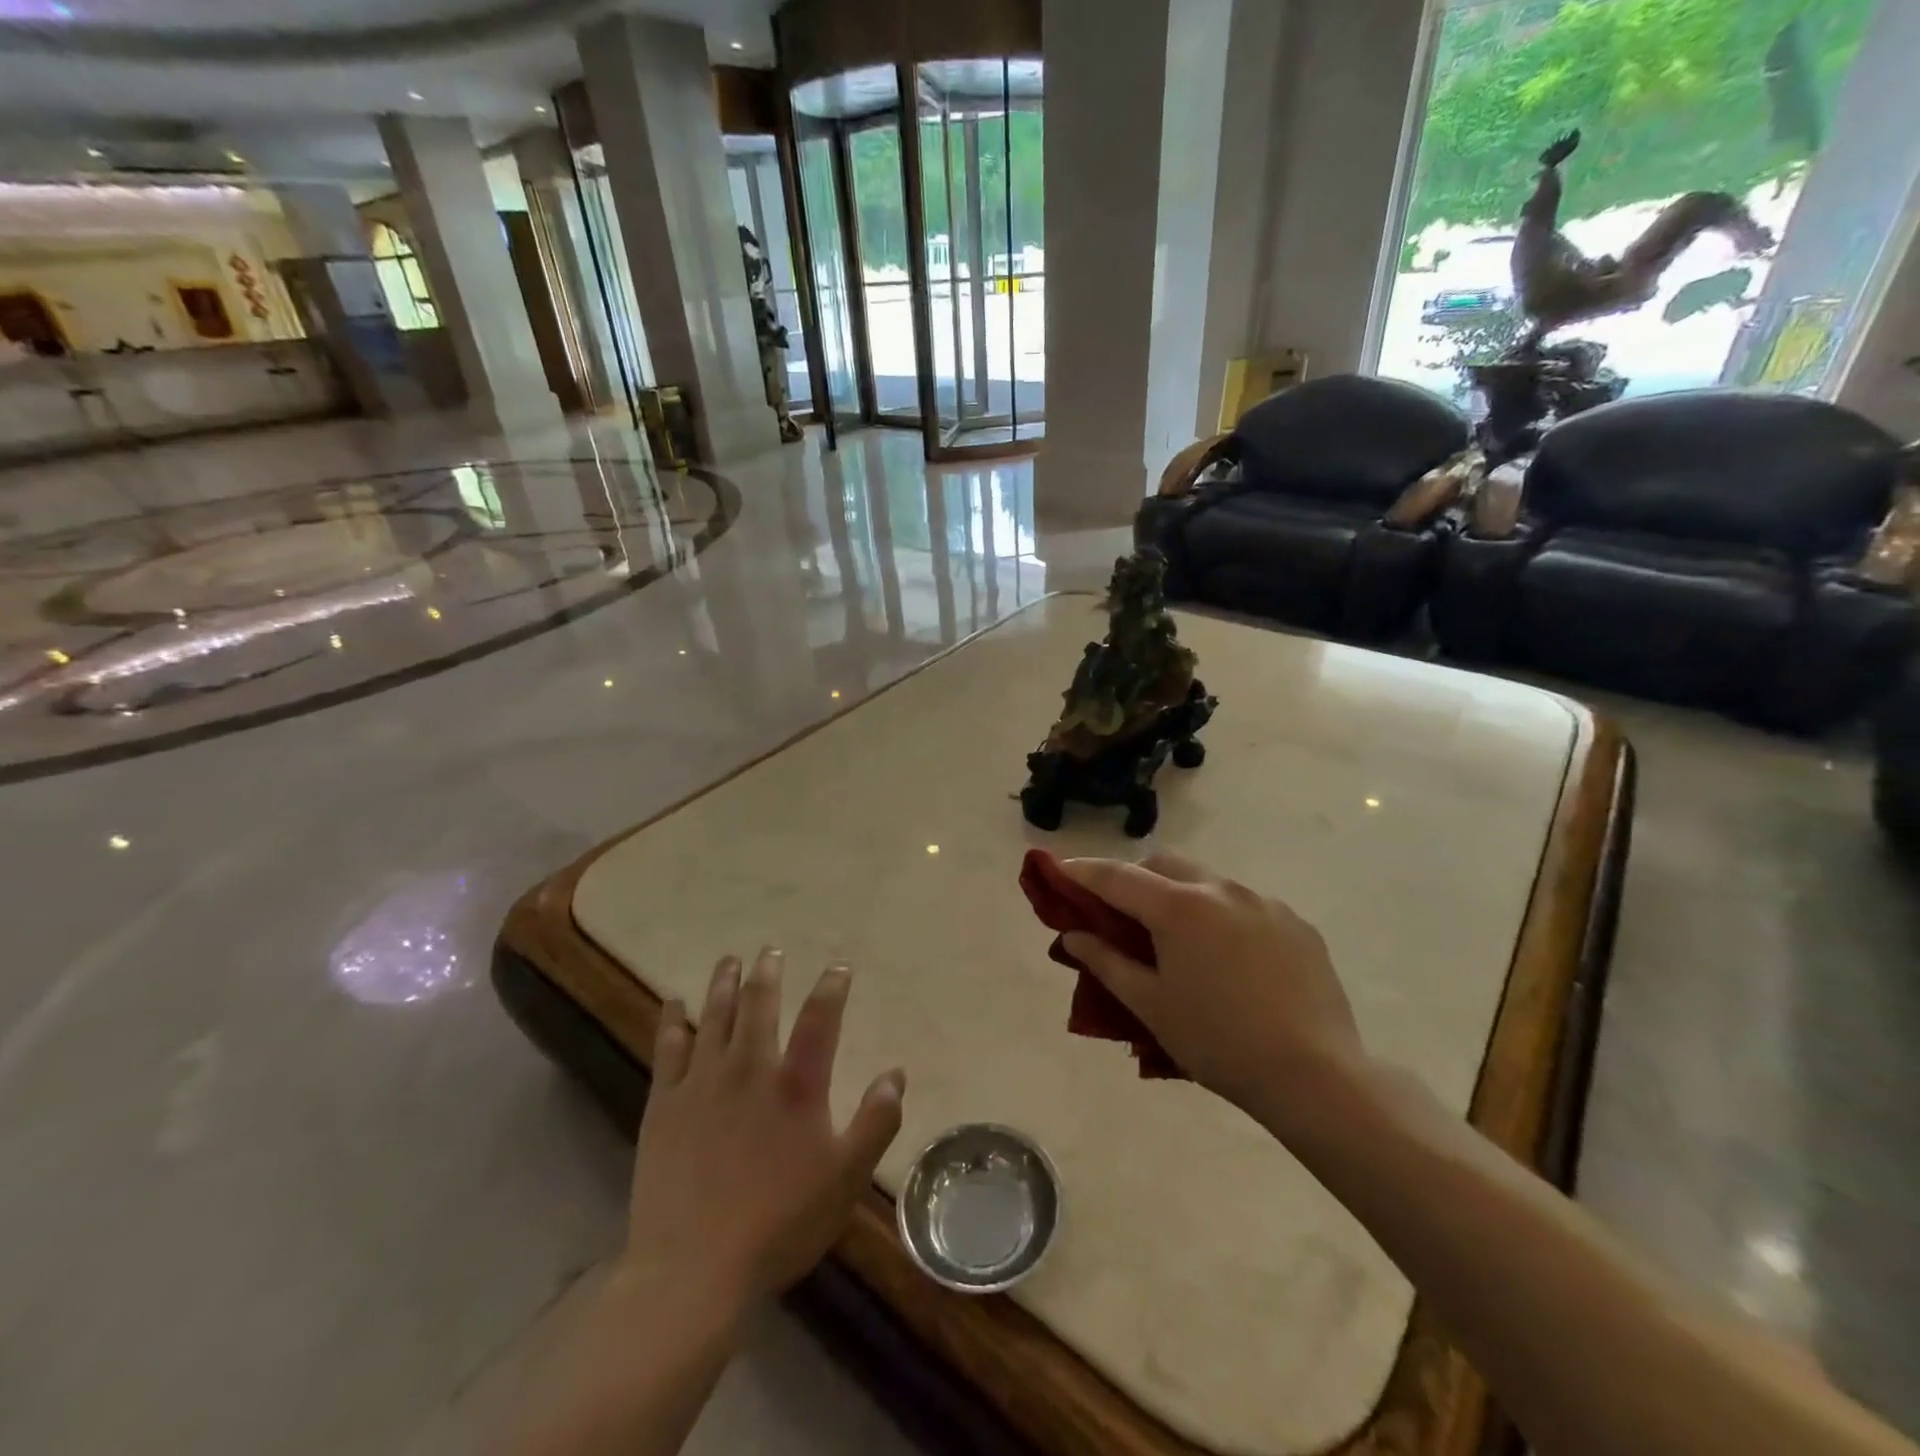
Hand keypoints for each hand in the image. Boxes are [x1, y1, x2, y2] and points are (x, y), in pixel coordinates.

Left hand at [621, 951, 904, 1308]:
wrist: (692, 1270)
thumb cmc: (780, 1224)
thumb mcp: (845, 1179)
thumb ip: (875, 1122)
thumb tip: (895, 1074)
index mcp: (797, 1085)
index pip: (820, 1018)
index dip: (832, 987)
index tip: (838, 968)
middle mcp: (750, 1068)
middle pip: (759, 1004)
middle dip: (768, 973)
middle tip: (770, 951)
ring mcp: (703, 1082)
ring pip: (714, 1016)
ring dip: (723, 983)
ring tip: (729, 960)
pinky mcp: (665, 1104)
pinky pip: (668, 1048)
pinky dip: (672, 1020)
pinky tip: (673, 1002)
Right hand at [1059, 855, 1364, 1119]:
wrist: (1316, 1076)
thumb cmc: (1218, 1042)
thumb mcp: (1150, 1005)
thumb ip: (1106, 962)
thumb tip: (1074, 936)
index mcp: (1179, 907)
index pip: (1117, 876)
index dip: (1083, 870)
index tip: (1059, 868)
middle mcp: (1221, 889)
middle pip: (1164, 864)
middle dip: (1134, 877)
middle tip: (1119, 910)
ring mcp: (1264, 902)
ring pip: (1207, 880)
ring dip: (1180, 894)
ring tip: (1177, 938)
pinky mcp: (1296, 923)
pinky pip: (1245, 904)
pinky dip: (1221, 915)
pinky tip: (1228, 957)